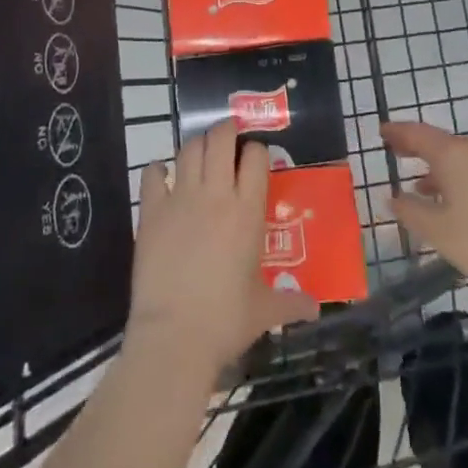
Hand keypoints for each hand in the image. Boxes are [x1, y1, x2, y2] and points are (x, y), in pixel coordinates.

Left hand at [127, 121, 318, 378]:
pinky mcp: (151, 212)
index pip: (256, 157)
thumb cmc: (225, 321)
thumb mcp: (264, 311)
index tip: (256, 159)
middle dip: (226, 130)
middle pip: (220, 139)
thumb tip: (315, 309)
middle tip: (228, 139)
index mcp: (248, 211)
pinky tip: (162, 178)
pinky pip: (152, 175)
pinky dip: (158, 170)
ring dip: (196, 145)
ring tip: (200, 154)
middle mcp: (216, 195)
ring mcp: (181, 199)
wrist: (174, 337)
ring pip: (189, 149)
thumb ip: (291, 302)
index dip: (257, 151)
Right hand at [382, 121, 467, 304]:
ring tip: (415, 184)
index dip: (397, 132)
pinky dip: (452, 181)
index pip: (417, 134)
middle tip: (393, 150)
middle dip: (415, 147)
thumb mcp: (441, 231)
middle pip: (438, 143)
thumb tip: (392, 197)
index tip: (380, 131)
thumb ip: (412, 212)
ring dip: (434, 168)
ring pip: (456, 160)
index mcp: (453, 155)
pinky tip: (449, 205)